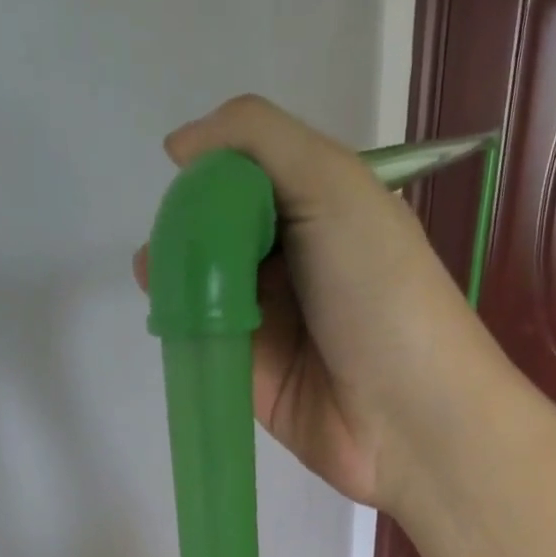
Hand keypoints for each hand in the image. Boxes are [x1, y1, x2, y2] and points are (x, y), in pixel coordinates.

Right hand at [134, 96, 501, 511]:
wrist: (405, 415)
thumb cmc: (380, 291)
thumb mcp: (334, 184)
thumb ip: (258, 140)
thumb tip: (179, 146)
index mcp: (327, 210)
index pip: (254, 178)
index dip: (216, 174)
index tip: (186, 178)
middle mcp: (300, 264)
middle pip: (226, 232)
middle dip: (189, 227)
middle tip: (164, 237)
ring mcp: (276, 324)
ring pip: (211, 287)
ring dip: (176, 275)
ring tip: (150, 271)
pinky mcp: (255, 377)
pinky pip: (210, 342)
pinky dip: (184, 326)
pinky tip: (163, 310)